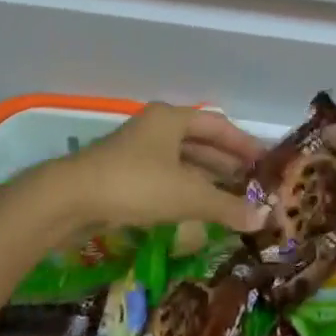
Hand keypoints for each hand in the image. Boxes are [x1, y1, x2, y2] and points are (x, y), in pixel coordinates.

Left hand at [51, 103, 269, 232]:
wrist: (70, 199)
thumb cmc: (135, 184)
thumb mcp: (187, 195)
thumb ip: (226, 205)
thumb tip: (265, 217)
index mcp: (171, 118)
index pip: (217, 126)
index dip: (243, 143)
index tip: (266, 161)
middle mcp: (156, 128)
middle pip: (200, 142)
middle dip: (227, 163)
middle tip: (254, 183)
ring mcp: (137, 151)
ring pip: (182, 162)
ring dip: (207, 179)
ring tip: (233, 199)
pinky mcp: (124, 175)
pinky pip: (166, 177)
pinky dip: (186, 190)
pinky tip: (198, 210)